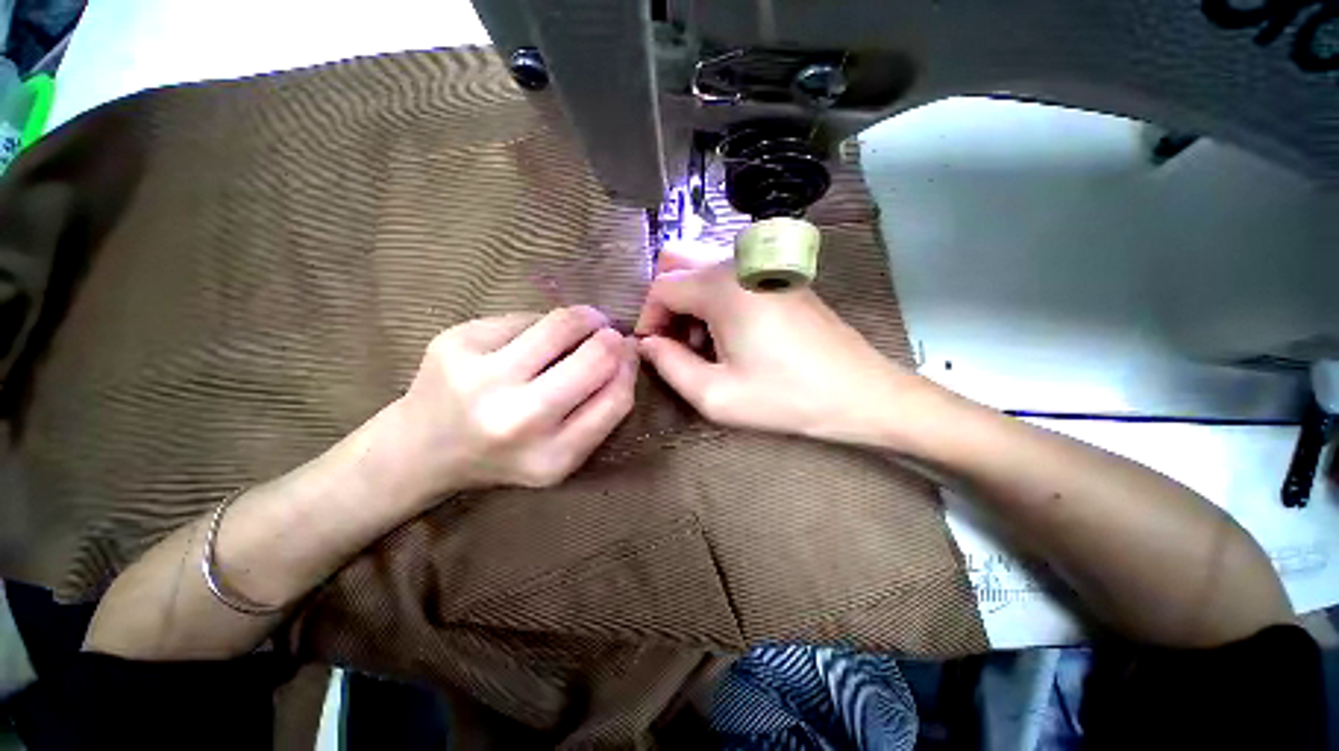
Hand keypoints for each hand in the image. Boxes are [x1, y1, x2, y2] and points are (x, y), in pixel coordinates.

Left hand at [397, 306, 635, 494]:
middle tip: (609, 334)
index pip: (617, 399)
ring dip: (584, 318)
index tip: (630, 352)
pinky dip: (539, 323)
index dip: (631, 367)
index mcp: (552, 457)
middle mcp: (517, 419)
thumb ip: (602, 409)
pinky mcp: (455, 342)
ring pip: (561, 325)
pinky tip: (532, 338)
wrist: (421, 450)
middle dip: (611, 338)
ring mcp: (481, 377)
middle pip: (595, 358)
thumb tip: (627, 350)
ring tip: (585, 322)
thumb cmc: (504, 453)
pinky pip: (523, 317)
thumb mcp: (561, 452)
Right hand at [635, 255, 922, 445]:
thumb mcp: (716, 395)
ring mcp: (763, 265)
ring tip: (705, 347)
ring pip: (704, 268)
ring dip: (691, 303)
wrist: (861, 392)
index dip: (648, 319)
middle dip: (667, 304)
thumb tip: (648, 344)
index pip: (661, 287)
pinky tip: (731, 336)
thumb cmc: (786, 397)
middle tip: (677, 344)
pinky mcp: (780, 276)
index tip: (654, 351)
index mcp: (722, 287)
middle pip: (679, 264)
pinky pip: (730, 276)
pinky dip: (716, 300)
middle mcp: (740, 263)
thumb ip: (669, 366)